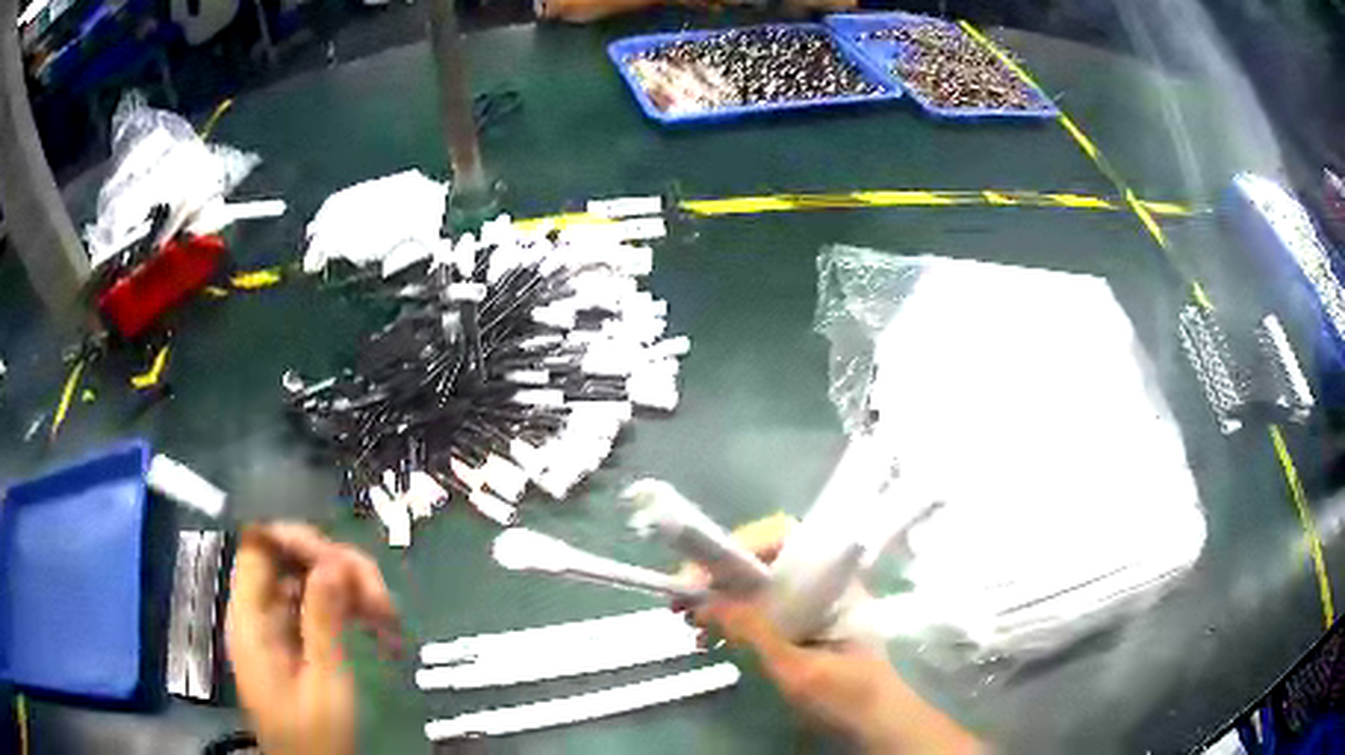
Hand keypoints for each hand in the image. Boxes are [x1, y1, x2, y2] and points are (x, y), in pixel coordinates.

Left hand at [225, 523, 401, 754]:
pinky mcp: (295, 637)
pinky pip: (319, 603)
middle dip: (336, 567)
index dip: (295, 540)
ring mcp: (277, 623)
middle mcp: (259, 611)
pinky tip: (380, 626)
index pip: (259, 546)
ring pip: (310, 578)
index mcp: (250, 618)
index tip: (340, 562)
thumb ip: (322, 621)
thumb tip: (332, 562)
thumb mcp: (324, 684)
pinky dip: (349, 608)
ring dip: (351, 588)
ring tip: (388, 618)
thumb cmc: (314, 737)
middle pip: (290, 557)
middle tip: (379, 598)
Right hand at [684, 514, 978, 754]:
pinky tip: (710, 638)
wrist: (878, 725)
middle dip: (720, 574)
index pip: (786, 537)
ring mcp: (812, 606)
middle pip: (766, 560)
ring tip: (688, 620)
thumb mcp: (798, 668)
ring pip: (759, 587)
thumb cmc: (848, 694)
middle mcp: (822, 585)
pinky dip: (733, 619)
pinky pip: (761, 611)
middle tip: (682, 596)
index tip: (703, 569)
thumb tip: (706, 600)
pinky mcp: (801, 628)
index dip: (742, 544)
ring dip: (721, 598)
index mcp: (832, 582)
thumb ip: (755, 633)